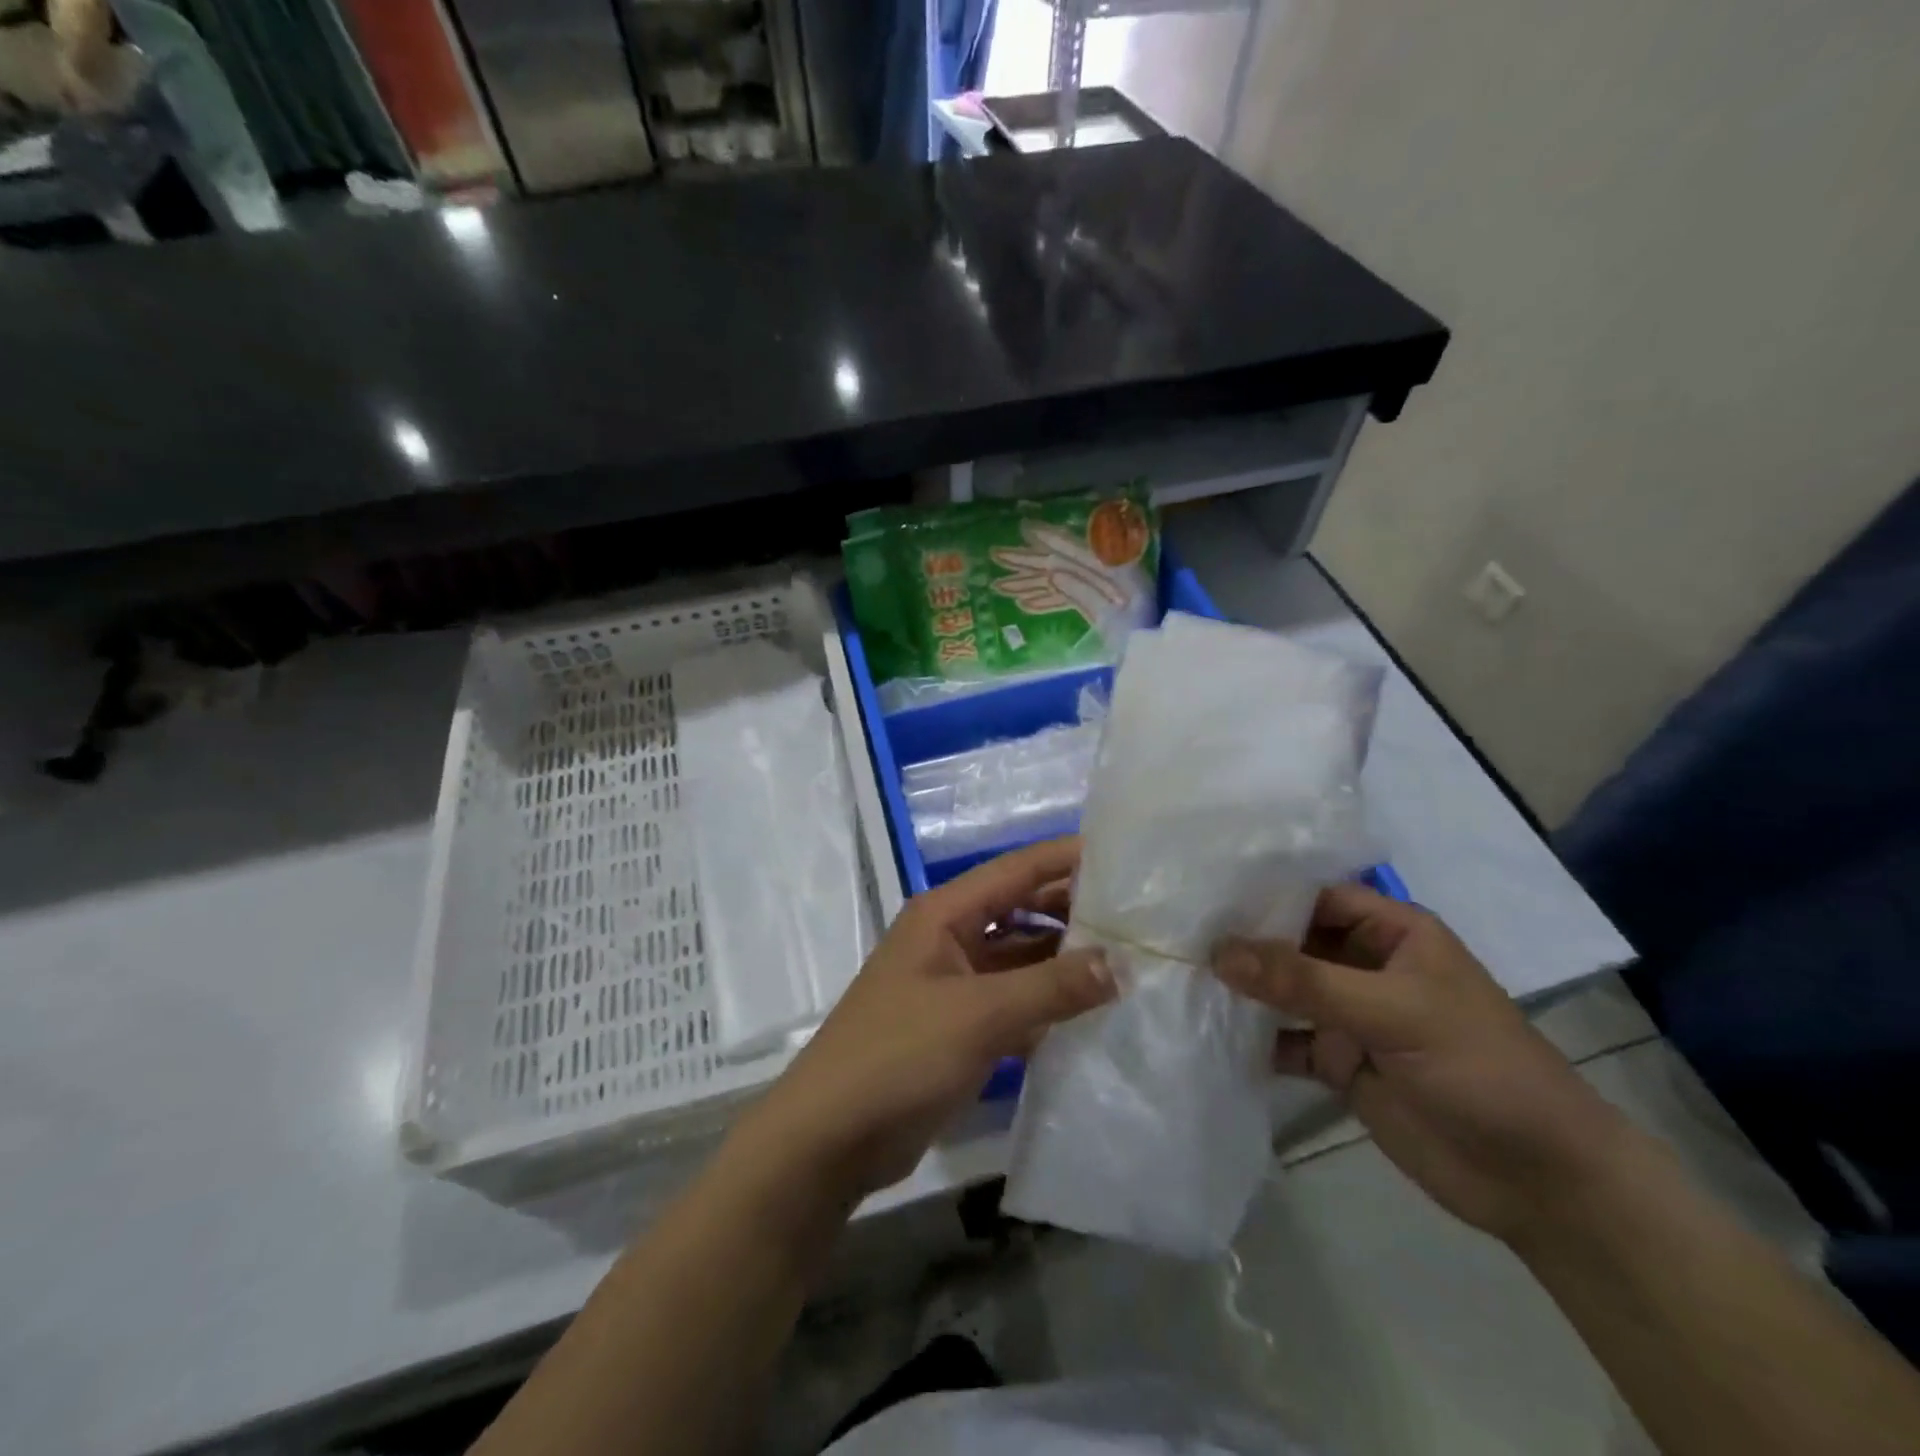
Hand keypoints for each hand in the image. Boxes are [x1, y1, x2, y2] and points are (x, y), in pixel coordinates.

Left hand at [748, 837, 1114, 1201]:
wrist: (830, 1138)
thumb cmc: (899, 1055)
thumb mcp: (980, 1015)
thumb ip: (1052, 987)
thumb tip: (1120, 964)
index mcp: (944, 915)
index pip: (1016, 871)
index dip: (1067, 858)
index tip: (1124, 856)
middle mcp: (950, 938)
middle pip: (1020, 910)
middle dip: (1073, 910)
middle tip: (1138, 914)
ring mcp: (954, 984)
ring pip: (1020, 958)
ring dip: (1065, 960)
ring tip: (1131, 961)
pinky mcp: (959, 1027)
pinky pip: (1014, 1001)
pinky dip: (1048, 1003)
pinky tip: (1094, 1012)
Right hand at [1213, 884, 1626, 1242]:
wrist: (1539, 1183)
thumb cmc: (1479, 1069)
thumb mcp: (1392, 1012)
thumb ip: (1304, 981)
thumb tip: (1218, 951)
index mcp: (1392, 933)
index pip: (1316, 895)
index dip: (1264, 893)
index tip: (1200, 892)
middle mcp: (1365, 964)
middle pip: (1293, 941)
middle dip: (1243, 941)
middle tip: (1175, 932)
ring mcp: (1351, 1014)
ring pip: (1285, 990)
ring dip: (1243, 989)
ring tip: (1179, 976)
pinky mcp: (1339, 1061)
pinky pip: (1286, 1039)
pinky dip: (1254, 1038)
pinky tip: (1209, 1033)